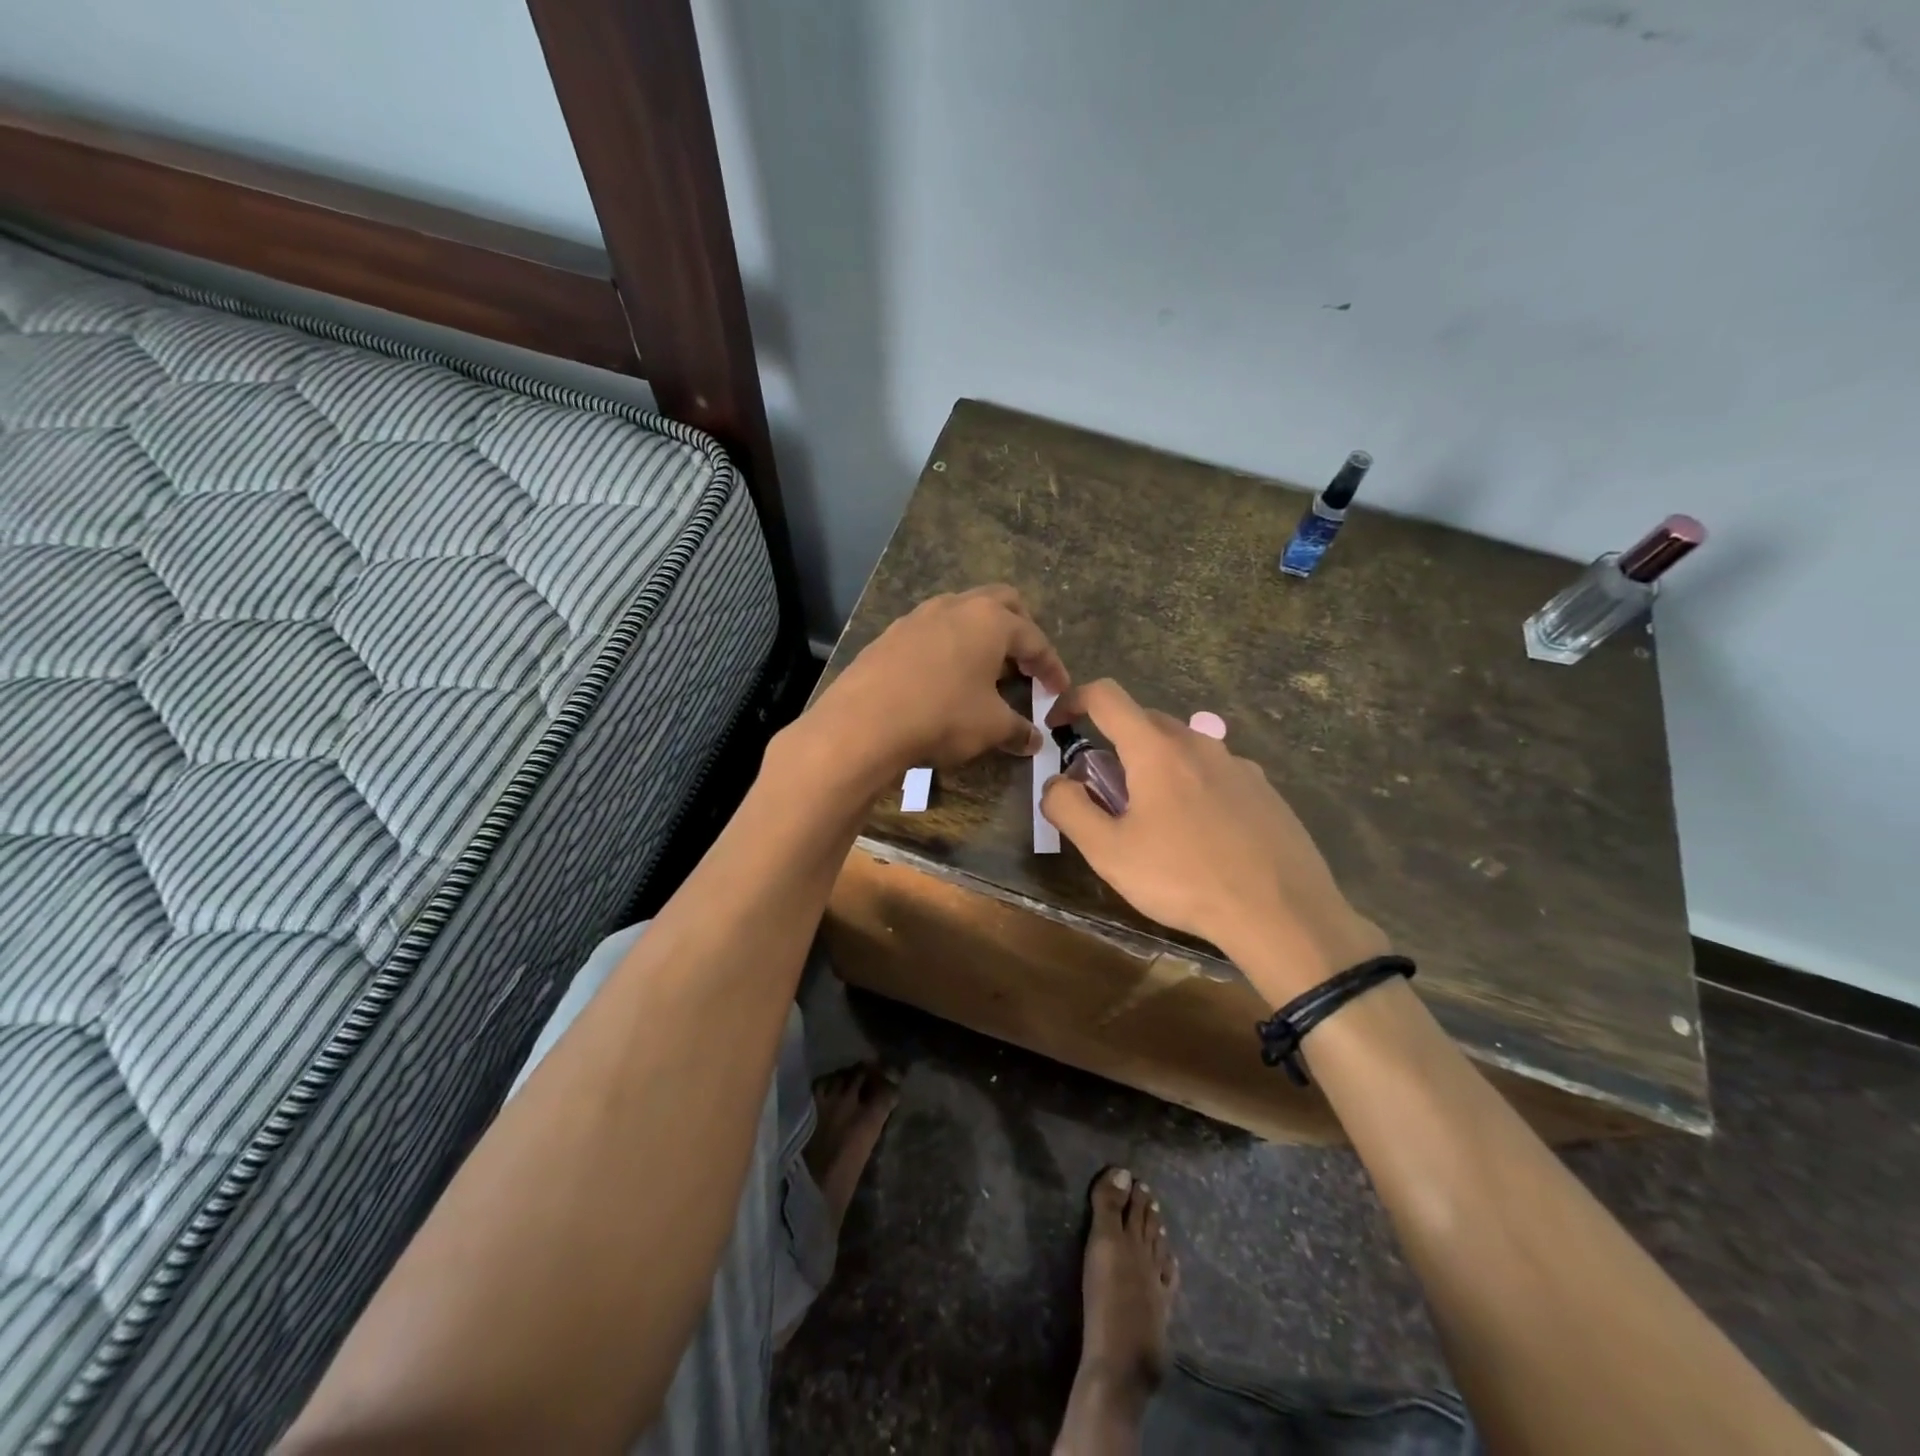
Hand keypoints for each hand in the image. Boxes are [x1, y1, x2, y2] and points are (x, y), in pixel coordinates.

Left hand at [805, 585, 1070, 787]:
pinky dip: (947, 648)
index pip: (1035, 639)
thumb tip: (1034, 740)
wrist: (864, 721)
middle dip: (1020, 630)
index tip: (1059, 690)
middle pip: (1002, 603)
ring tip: (984, 669)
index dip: (1052, 666)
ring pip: (961, 613)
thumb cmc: (942, 716)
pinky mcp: (890, 635)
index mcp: (991, 621)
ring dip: (979, 636)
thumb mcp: (990, 727)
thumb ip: (1018, 730)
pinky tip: (942, 678)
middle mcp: (956, 607)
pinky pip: (931, 632)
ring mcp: (918, 616)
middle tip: (1024, 662)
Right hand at [1040, 680, 1387, 1004]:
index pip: (1106, 696)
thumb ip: (1068, 808)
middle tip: (1103, 792)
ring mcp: (1238, 764)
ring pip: (1182, 747)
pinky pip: (1214, 772)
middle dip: (1113, 743)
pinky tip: (1200, 833)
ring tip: (1153, 818)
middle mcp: (1199, 742)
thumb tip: (1057, 782)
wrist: (1282, 914)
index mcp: (1156, 749)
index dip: (1073, 699)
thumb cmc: (1184, 878)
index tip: (1058, 724)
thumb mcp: (1108, 851)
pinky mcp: (1265, 790)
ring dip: (1154, 766)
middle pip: (1144, 721)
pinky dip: (1191, 785)